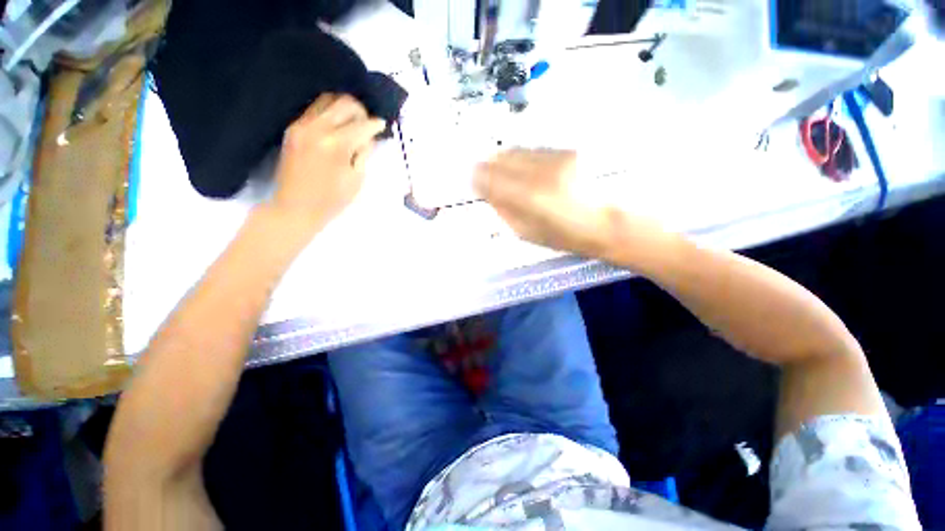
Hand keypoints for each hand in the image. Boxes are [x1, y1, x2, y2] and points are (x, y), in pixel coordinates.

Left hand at [269, 94, 385, 234]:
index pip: (362, 124)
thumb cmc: (332, 200)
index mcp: (337, 144)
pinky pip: (315, 110)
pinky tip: (337, 127)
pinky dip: (330, 113)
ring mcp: (302, 126)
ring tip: (353, 122)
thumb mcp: (357, 180)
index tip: (382, 126)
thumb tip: (367, 137)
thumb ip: (363, 153)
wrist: (295, 207)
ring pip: (327, 100)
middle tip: (367, 122)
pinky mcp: (293, 129)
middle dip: (360, 110)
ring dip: (343, 107)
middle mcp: (317, 128)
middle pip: (344, 103)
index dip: (375, 124)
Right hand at [474, 149, 617, 256]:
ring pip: (517, 149)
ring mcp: (554, 157)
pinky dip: (524, 157)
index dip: (477, 177)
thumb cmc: (564, 236)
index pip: (488, 177)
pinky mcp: (567, 150)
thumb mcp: (526, 232)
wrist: (607, 221)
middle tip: (485, 174)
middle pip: (500, 157)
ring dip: (505, 159)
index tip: (473, 181)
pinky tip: (528, 168)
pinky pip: (534, 149)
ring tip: (505, 170)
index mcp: (526, 198)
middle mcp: (538, 171)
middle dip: (488, 165)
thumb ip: (503, 210)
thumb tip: (486, 191)